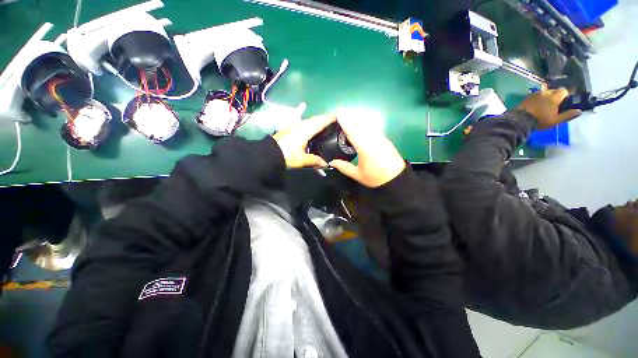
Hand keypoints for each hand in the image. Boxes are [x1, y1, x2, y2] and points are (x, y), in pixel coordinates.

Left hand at [272, 114, 335, 168]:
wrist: (268, 154)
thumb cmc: (286, 155)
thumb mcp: (302, 160)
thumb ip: (315, 161)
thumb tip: (326, 164)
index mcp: (305, 130)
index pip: (320, 121)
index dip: (330, 118)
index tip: (339, 115)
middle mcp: (300, 125)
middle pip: (315, 119)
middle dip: (325, 118)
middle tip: (334, 120)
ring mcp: (294, 126)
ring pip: (309, 121)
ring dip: (318, 121)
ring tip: (325, 125)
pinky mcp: (290, 129)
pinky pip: (304, 124)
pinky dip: (311, 125)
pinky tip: (312, 131)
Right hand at [328, 114, 405, 187]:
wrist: (396, 178)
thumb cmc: (376, 178)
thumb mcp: (358, 175)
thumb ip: (344, 167)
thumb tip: (331, 162)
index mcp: (365, 148)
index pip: (353, 132)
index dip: (345, 122)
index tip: (338, 114)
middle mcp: (373, 139)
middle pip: (361, 123)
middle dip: (351, 116)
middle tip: (340, 113)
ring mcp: (380, 137)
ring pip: (368, 123)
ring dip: (358, 118)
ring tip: (349, 116)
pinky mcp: (384, 138)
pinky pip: (373, 126)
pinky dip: (365, 122)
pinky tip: (360, 123)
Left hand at [517, 88, 581, 128]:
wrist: (519, 120)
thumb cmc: (539, 121)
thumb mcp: (555, 120)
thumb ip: (568, 115)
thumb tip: (579, 111)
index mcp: (554, 97)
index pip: (564, 90)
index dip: (565, 95)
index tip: (564, 103)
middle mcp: (545, 92)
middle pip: (554, 91)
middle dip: (556, 96)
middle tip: (554, 106)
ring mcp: (535, 94)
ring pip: (545, 92)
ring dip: (546, 97)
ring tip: (544, 106)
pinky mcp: (527, 96)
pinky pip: (536, 95)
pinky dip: (538, 99)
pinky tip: (536, 106)